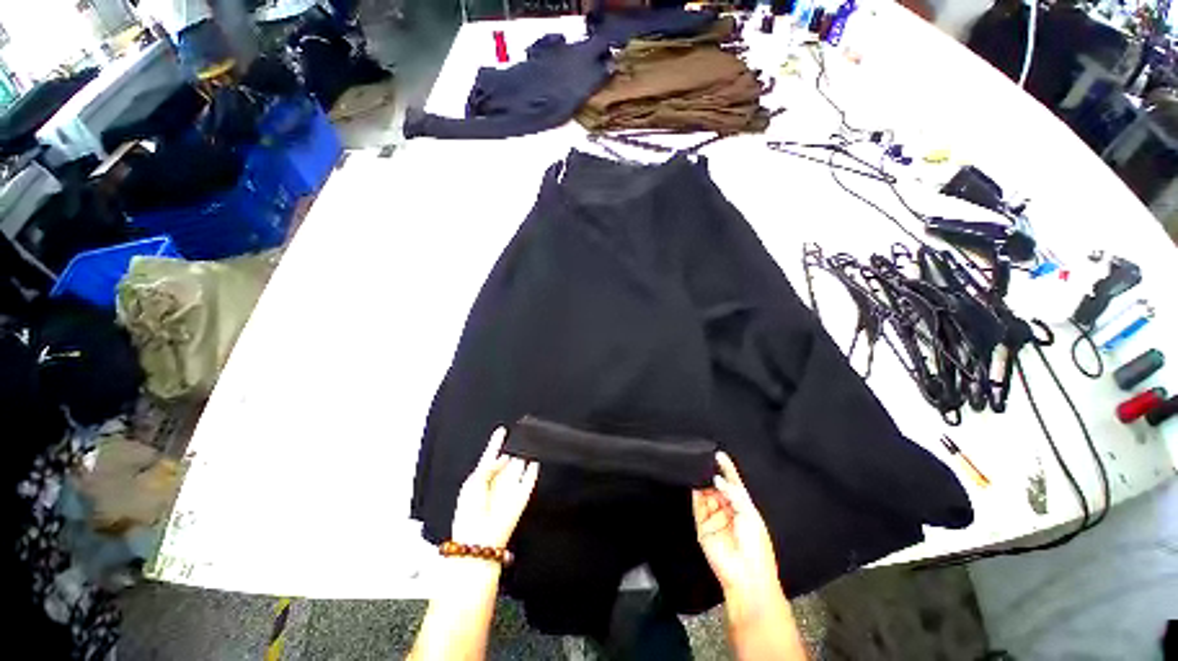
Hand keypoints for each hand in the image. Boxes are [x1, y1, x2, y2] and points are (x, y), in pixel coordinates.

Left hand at [450, 428, 539, 548]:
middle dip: (513, 447)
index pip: (491, 455)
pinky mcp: (522, 495)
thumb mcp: (472, 483)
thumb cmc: (469, 513)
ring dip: (524, 455)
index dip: (496, 442)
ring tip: (529, 441)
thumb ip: (489, 467)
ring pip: (519, 466)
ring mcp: (510, 487)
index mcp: (482, 478)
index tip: (502, 429)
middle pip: (508, 459)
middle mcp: (498, 480)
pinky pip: (529, 479)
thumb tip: (505, 457)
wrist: (479, 539)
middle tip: (520, 433)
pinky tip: (535, 459)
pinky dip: (532, 470)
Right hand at [692, 452, 778, 597]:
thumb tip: (717, 479)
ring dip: (703, 482)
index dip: (728, 470)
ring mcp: (715, 518)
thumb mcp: (750, 515)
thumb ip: (733, 494)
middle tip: (705, 459)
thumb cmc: (756, 546)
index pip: (734, 484)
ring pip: (706, 495)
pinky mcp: (703, 526)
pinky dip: (695, 493)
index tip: (720, 455)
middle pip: (718, 488)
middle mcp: (728, 511)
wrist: (746, 575)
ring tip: (698, 467)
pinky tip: (694, 481)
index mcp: (744, 509)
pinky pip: (697, 506)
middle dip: (713, 474)